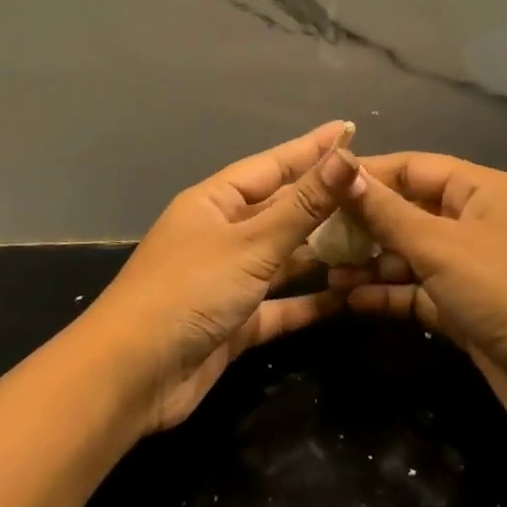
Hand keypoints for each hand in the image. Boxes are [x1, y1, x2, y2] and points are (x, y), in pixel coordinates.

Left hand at [86, 122, 360, 431]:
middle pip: (282, 209)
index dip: (312, 149)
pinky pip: (282, 304)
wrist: (132, 376)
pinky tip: (349, 297)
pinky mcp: (236, 323)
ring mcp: (228, 279)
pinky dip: (311, 301)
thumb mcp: (251, 244)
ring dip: (323, 251)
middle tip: (374, 189)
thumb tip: (345, 158)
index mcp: (215, 201)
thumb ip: (302, 206)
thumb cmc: (189, 291)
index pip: (273, 165)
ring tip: (373, 238)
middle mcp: (222, 234)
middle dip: (324, 200)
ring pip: (284, 257)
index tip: (348, 130)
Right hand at [329, 152, 506, 464]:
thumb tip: (340, 166)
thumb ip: (386, 211)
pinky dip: (387, 294)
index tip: (319, 184)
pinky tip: (348, 300)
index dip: (367, 173)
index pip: (412, 167)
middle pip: (407, 210)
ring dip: (369, 262)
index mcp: (478, 190)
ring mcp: (470, 268)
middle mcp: (473, 221)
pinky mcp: (465, 310)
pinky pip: (417, 292)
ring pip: (408, 254)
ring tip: (324, 271)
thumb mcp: (440, 246)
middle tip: (313, 236)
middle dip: (362, 223)